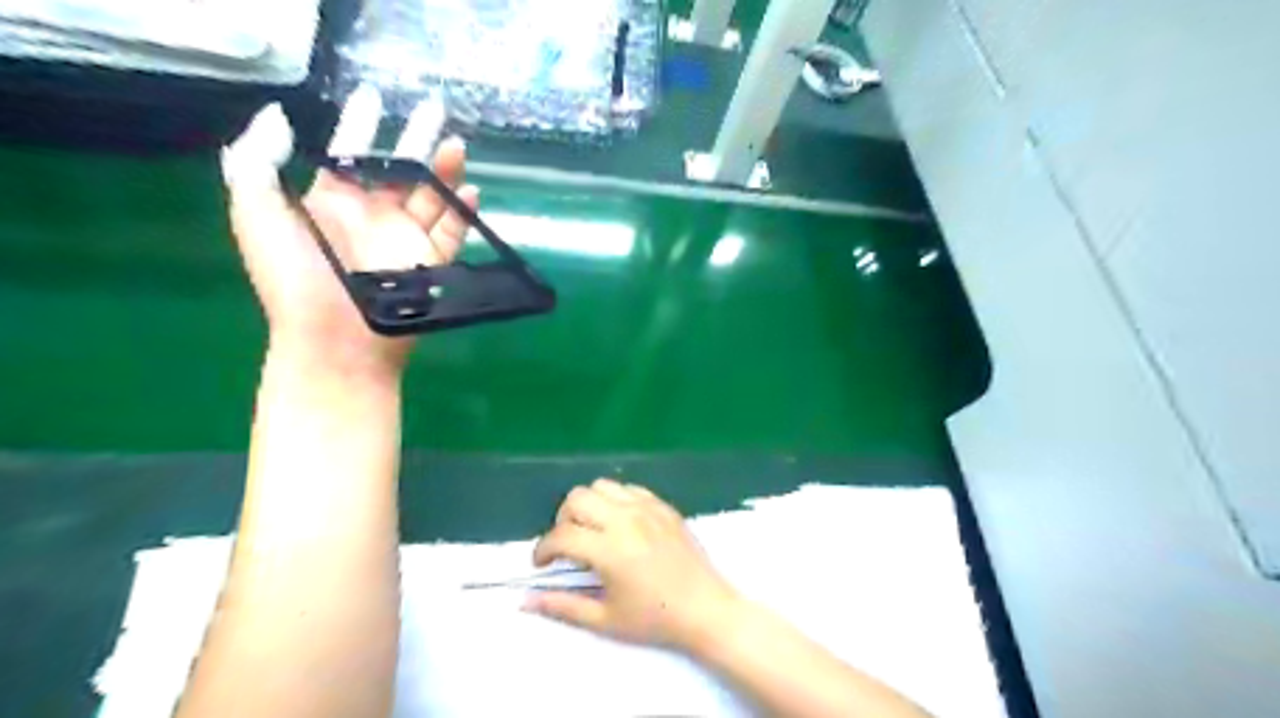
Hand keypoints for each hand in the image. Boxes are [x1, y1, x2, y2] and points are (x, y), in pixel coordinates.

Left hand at [218, 105, 480, 382]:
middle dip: (417, 139)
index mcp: (331, 203)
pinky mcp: (432, 264)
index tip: (375, 96)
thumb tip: (277, 114)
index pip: (350, 154)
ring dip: (446, 170)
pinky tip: (473, 191)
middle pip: (399, 170)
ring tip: (457, 144)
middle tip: (436, 109)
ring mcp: (405, 241)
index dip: (361, 124)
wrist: (338, 343)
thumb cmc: (296, 281)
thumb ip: (256, 163)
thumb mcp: (257, 217)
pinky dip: (464, 212)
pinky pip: (453, 232)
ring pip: (431, 196)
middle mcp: (372, 217)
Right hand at [527, 481, 741, 653]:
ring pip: (601, 486)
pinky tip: (620, 525)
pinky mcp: (663, 505)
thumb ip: (562, 606)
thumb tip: (524, 601)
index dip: (543, 549)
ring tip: (593, 531)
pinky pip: (628, 489)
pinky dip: (614, 501)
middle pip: (577, 498)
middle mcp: (626, 520)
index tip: (543, 564)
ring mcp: (647, 508)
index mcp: (610, 550)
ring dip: (588, 505)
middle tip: (569, 546)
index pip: (561, 536)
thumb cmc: (655, 619)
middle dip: (562, 520)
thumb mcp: (605, 619)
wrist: (705, 608)